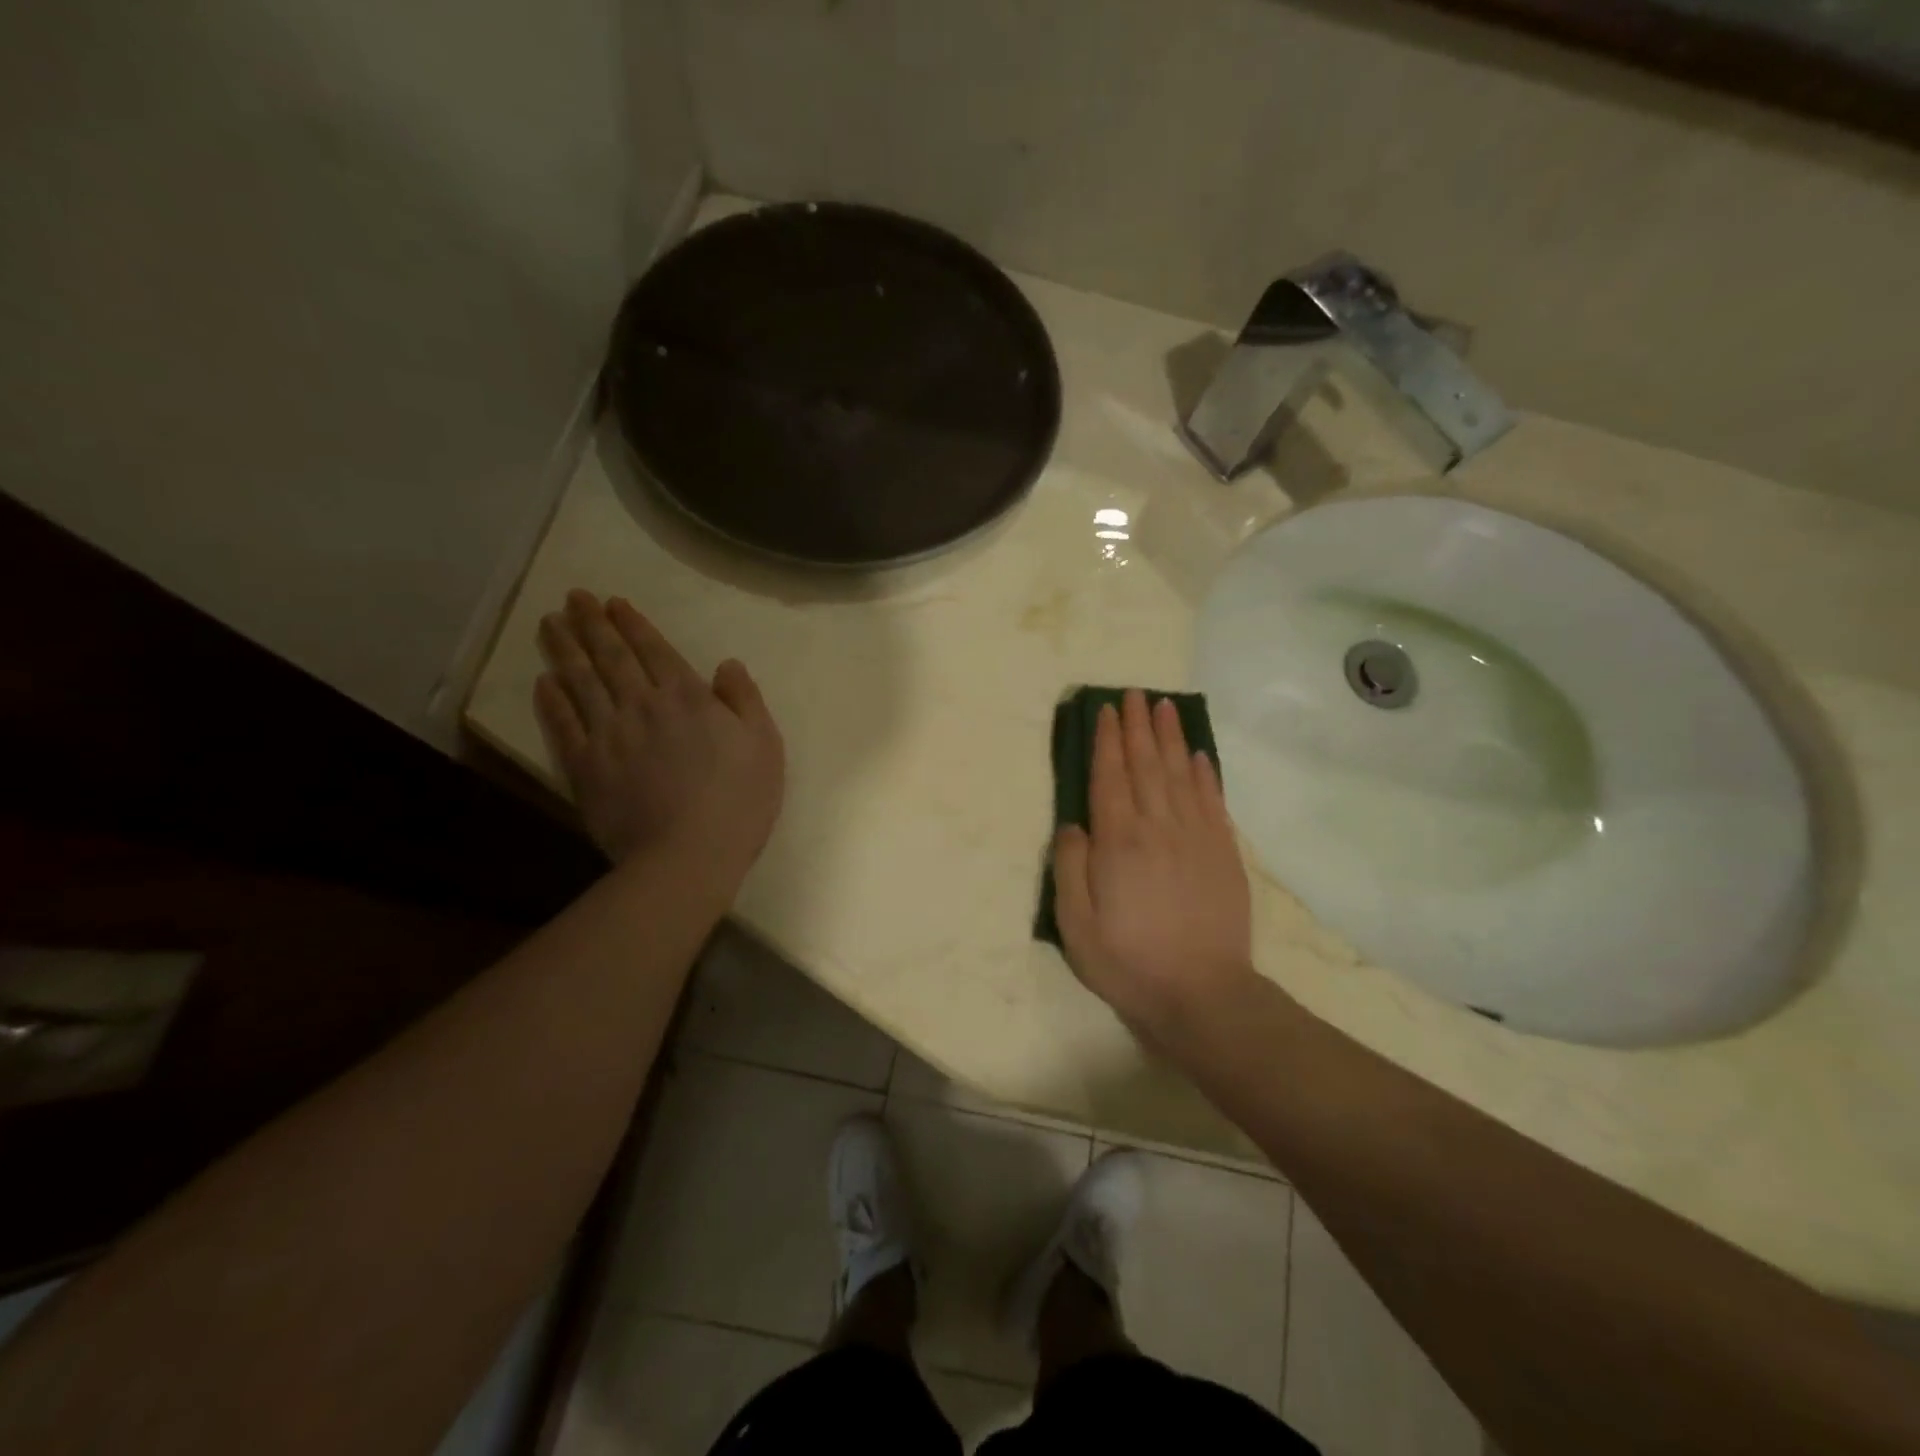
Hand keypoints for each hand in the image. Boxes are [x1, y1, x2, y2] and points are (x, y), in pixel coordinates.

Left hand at [533, 591, 784, 885]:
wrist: (688, 854)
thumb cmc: (738, 800)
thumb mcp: (764, 745)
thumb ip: (745, 700)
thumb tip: (726, 664)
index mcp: (688, 698)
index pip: (654, 650)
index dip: (633, 624)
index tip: (613, 602)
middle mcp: (642, 705)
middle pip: (611, 657)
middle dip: (592, 624)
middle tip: (573, 597)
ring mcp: (608, 735)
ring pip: (581, 682)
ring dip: (565, 650)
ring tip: (550, 623)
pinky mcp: (585, 767)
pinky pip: (563, 725)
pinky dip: (551, 701)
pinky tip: (544, 682)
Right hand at [1051, 689, 1256, 1039]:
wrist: (1202, 995)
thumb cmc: (1128, 961)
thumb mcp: (1076, 924)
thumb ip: (1070, 867)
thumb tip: (1074, 824)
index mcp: (1119, 841)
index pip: (1110, 777)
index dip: (1107, 740)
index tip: (1106, 709)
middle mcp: (1158, 827)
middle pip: (1146, 765)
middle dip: (1138, 726)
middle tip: (1135, 693)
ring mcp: (1196, 837)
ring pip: (1181, 774)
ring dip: (1171, 738)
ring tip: (1165, 707)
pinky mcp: (1223, 853)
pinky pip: (1212, 801)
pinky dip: (1205, 774)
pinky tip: (1199, 755)